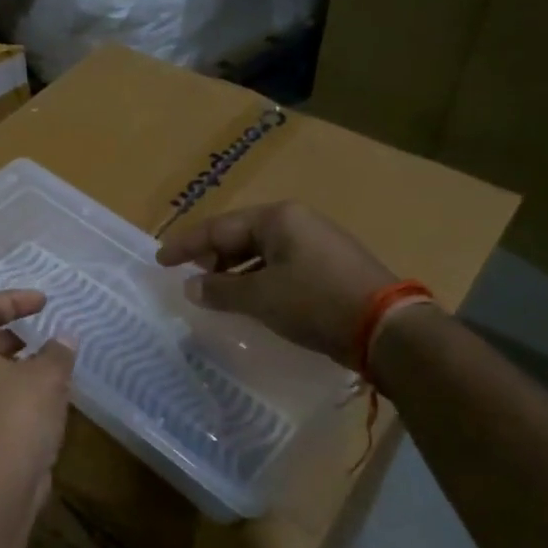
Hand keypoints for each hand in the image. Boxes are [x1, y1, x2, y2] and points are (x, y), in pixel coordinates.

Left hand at [0, 291, 75, 498]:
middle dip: (12, 335)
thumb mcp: (48, 377)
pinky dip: (4, 394)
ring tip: (45, 371)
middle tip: (40, 337)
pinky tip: (36, 405)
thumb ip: (58, 351)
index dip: (17, 300)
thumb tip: (64, 338)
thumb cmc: (17, 417)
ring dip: (11, 367)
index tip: (45, 302)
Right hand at [156, 203, 400, 367]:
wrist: (387, 328)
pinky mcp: (329, 266)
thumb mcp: (261, 297)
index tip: (160, 260)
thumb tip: (191, 287)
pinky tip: (250, 298)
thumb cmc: (316, 302)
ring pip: (261, 251)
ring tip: (215, 290)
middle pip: (240, 235)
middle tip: (189, 276)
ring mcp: (316, 242)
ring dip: (235, 270)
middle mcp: (297, 222)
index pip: (219, 227)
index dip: (186, 245)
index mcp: (277, 218)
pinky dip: (258, 278)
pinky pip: (280, 265)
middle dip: (212, 256)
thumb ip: (221, 290)